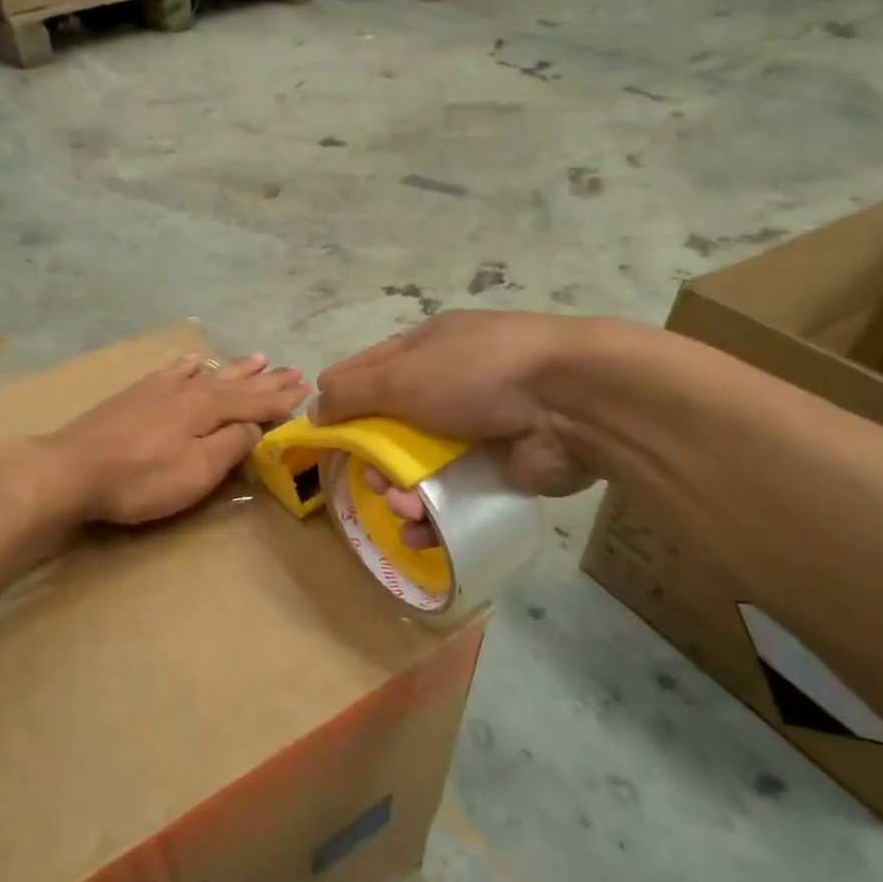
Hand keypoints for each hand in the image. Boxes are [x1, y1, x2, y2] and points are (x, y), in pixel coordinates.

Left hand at [50, 353, 309, 524]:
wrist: (72, 469)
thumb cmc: (141, 478)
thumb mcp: (197, 471)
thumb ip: (230, 446)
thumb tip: (254, 426)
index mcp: (209, 409)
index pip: (256, 402)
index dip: (283, 398)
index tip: (308, 388)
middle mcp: (189, 391)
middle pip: (237, 384)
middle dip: (267, 379)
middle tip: (294, 369)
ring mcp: (160, 390)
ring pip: (209, 374)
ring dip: (236, 368)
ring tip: (258, 357)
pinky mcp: (136, 395)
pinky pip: (173, 372)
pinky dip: (189, 367)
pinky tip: (196, 361)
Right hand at [315, 311, 600, 545]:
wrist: (570, 402)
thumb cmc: (475, 374)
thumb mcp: (402, 375)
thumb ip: (352, 393)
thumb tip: (313, 409)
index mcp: (425, 350)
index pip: (366, 372)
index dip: (339, 400)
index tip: (319, 433)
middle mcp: (447, 386)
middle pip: (389, 428)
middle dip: (373, 460)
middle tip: (371, 480)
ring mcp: (474, 429)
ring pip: (418, 469)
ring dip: (401, 493)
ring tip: (403, 508)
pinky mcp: (497, 469)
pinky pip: (450, 497)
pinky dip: (431, 517)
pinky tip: (420, 531)